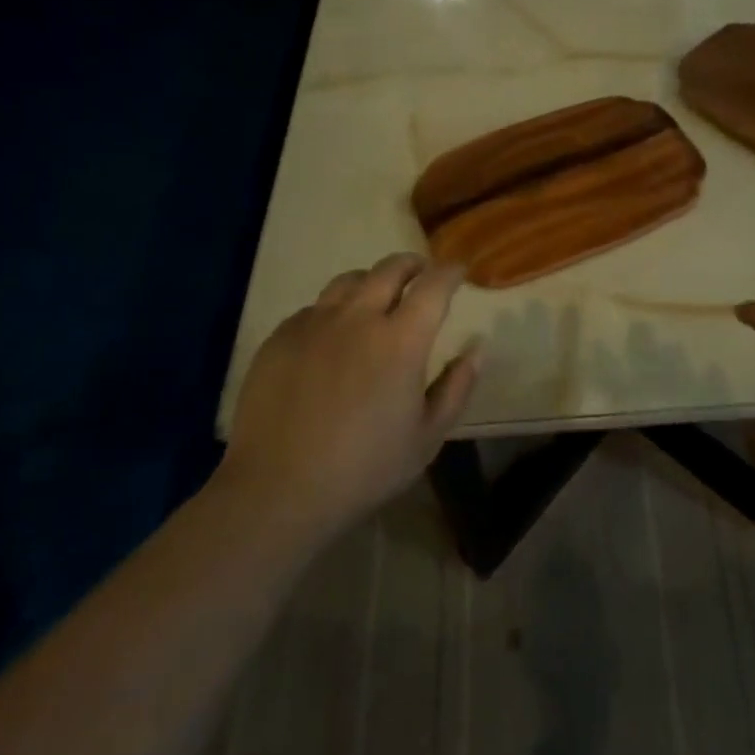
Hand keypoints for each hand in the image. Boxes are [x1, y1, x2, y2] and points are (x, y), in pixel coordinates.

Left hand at [217, 254, 480, 540]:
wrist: (276, 489)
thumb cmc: (363, 469)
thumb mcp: (427, 437)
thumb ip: (457, 386)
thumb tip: (477, 347)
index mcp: (401, 340)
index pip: (434, 286)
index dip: (450, 271)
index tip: (459, 269)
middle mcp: (358, 317)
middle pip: (390, 269)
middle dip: (412, 264)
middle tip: (421, 273)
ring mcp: (315, 323)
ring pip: (349, 281)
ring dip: (372, 280)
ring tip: (377, 295)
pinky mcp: (281, 336)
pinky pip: (315, 307)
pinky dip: (334, 309)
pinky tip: (333, 334)